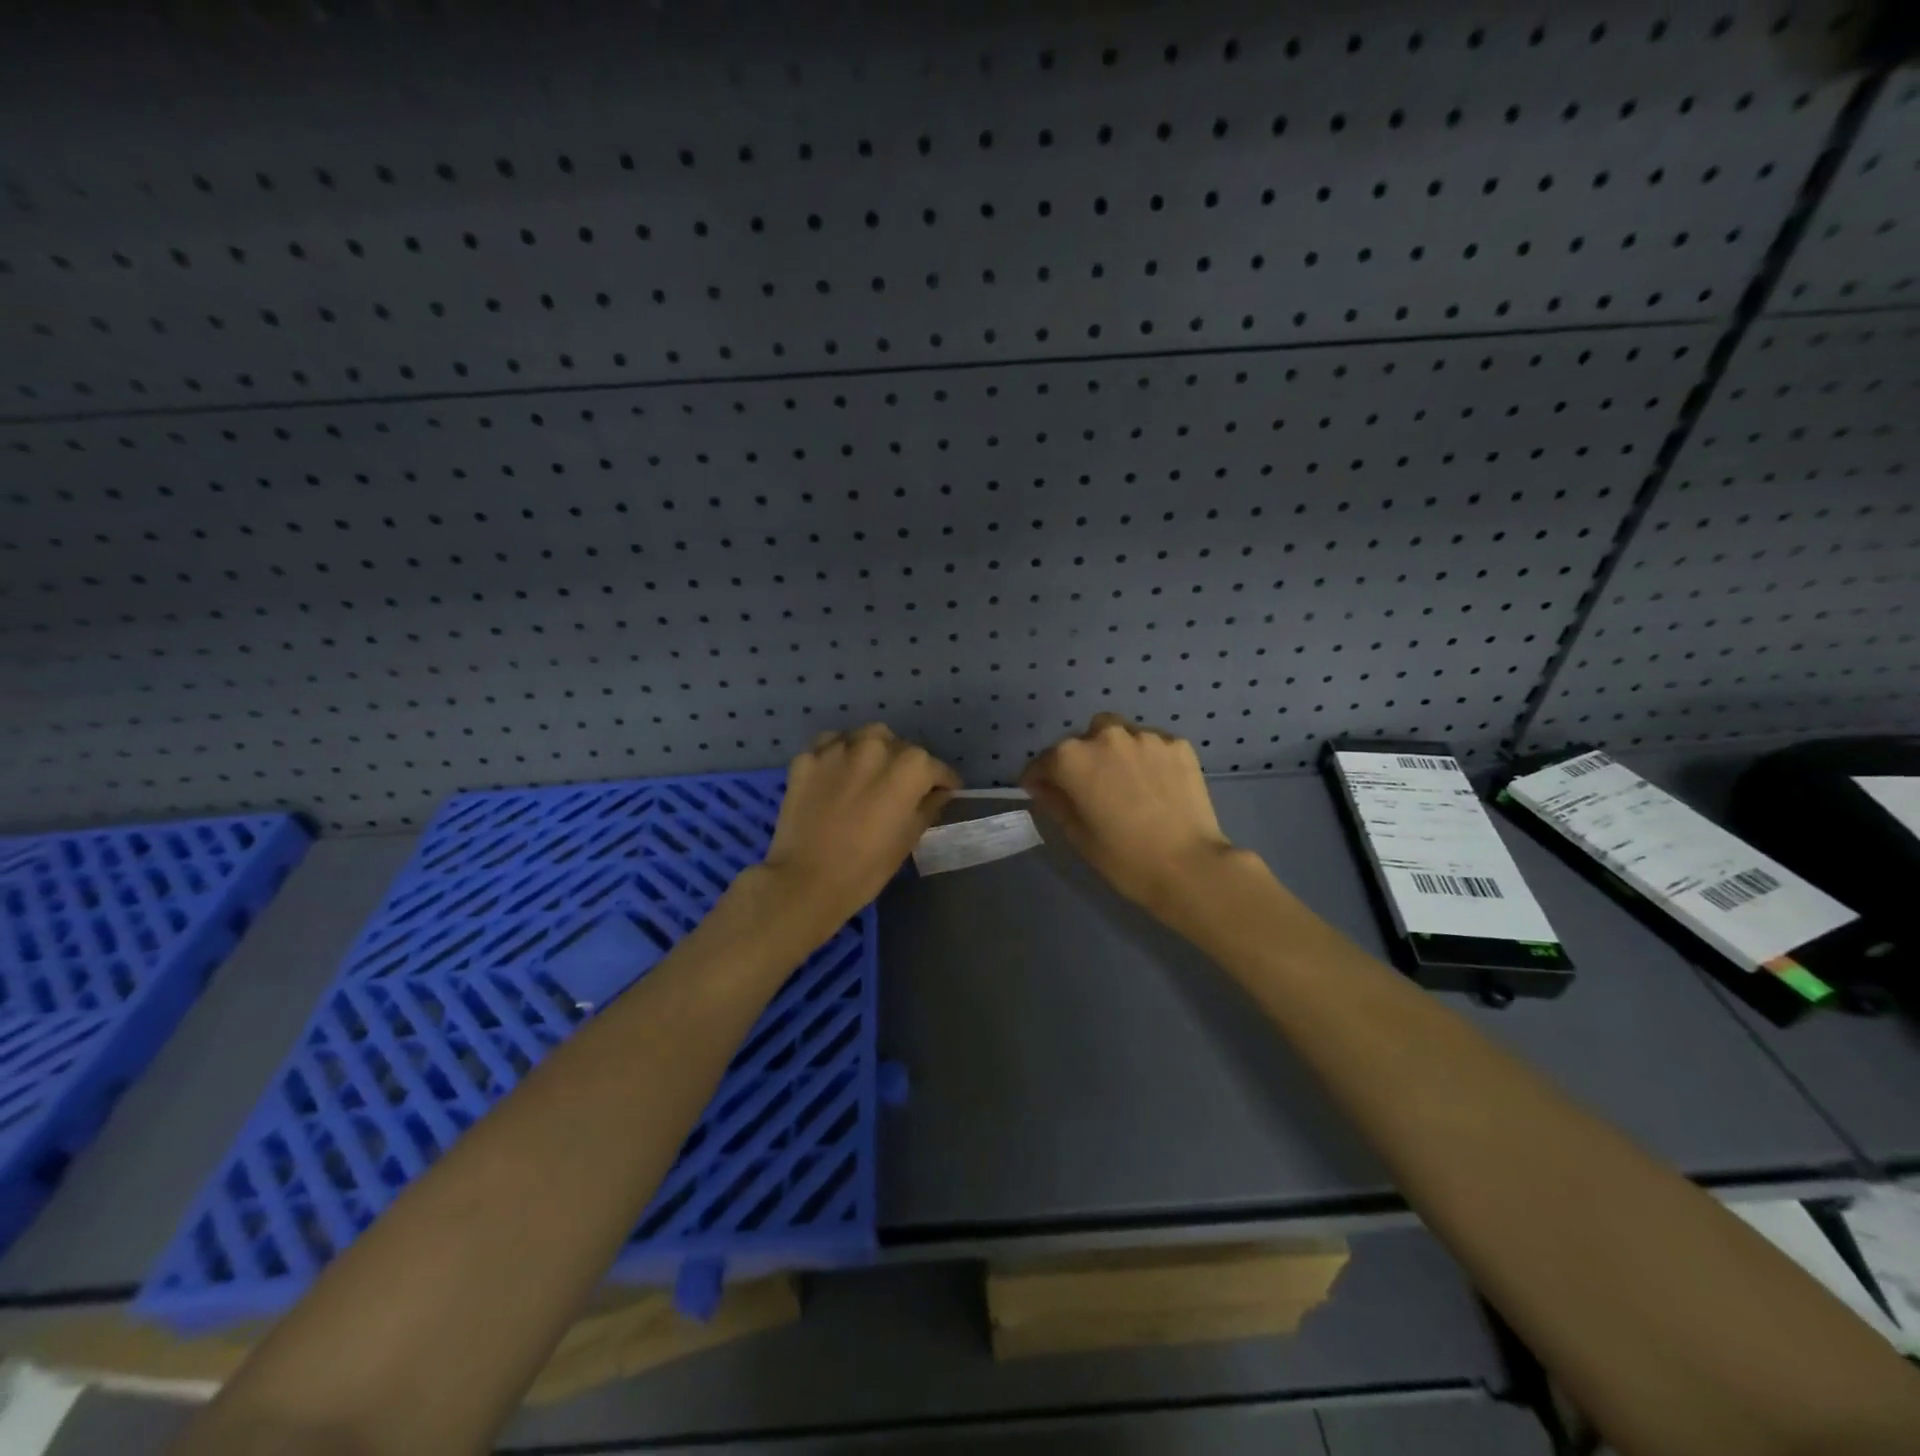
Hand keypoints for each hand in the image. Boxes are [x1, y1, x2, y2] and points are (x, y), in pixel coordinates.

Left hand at [759, 724, 959, 932]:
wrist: (806, 881)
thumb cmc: (867, 867)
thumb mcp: (908, 838)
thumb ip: (928, 806)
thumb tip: (939, 792)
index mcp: (910, 767)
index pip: (935, 767)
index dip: (942, 781)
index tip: (943, 791)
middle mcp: (876, 746)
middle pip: (900, 746)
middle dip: (905, 764)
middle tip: (899, 788)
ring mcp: (838, 749)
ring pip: (865, 737)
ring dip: (873, 751)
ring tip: (868, 774)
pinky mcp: (807, 758)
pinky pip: (831, 746)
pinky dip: (838, 755)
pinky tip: (837, 775)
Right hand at [1021, 714, 1245, 917]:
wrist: (1189, 866)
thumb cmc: (1124, 857)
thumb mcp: (1078, 835)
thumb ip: (1055, 802)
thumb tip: (1043, 786)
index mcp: (1073, 758)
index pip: (1044, 761)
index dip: (1039, 778)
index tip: (1041, 791)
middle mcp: (1106, 736)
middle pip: (1083, 740)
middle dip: (1081, 759)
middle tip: (1091, 788)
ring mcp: (1146, 737)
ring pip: (1119, 735)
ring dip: (1115, 753)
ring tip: (1126, 782)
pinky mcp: (1178, 745)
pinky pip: (1152, 745)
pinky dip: (1147, 758)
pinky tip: (1155, 785)